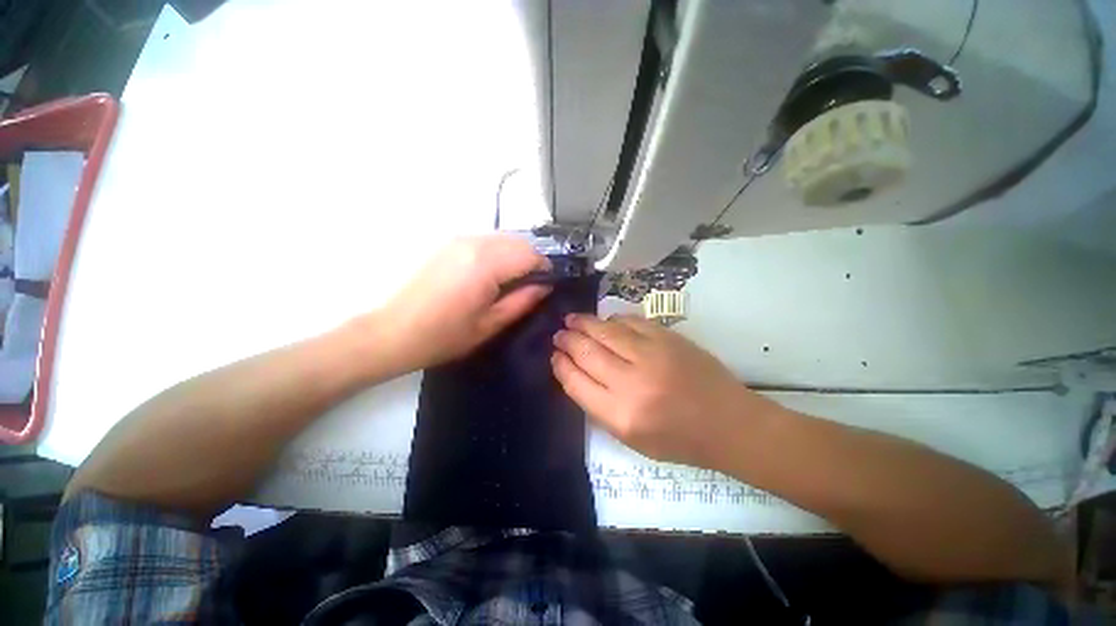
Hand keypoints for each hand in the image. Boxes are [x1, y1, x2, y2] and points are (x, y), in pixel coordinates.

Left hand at [373, 235, 551, 372]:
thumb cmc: (445, 335)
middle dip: (532, 260)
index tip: (547, 286)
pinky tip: (492, 275)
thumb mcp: (491, 324)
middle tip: (531, 286)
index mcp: (486, 264)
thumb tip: (545, 286)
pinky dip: (499, 253)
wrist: (395, 332)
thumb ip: (524, 301)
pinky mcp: (449, 243)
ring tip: (512, 282)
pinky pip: (487, 241)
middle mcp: (473, 243)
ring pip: (503, 238)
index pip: (530, 254)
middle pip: (519, 241)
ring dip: (516, 255)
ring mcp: (459, 240)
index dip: (545, 269)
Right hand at [552, 314, 786, 468]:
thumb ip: (598, 406)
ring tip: (572, 320)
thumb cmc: (678, 439)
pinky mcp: (668, 338)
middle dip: (567, 340)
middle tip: (559, 334)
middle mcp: (632, 382)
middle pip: (586, 352)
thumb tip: (575, 373)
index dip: (560, 366)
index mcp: (620, 415)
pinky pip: (630, 321)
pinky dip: (612, 319)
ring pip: (605, 330)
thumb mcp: (630, 438)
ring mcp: (652, 355)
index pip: (576, 382)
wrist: (728, 423)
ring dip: (583, 323)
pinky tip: (605, 321)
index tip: (554, 356)